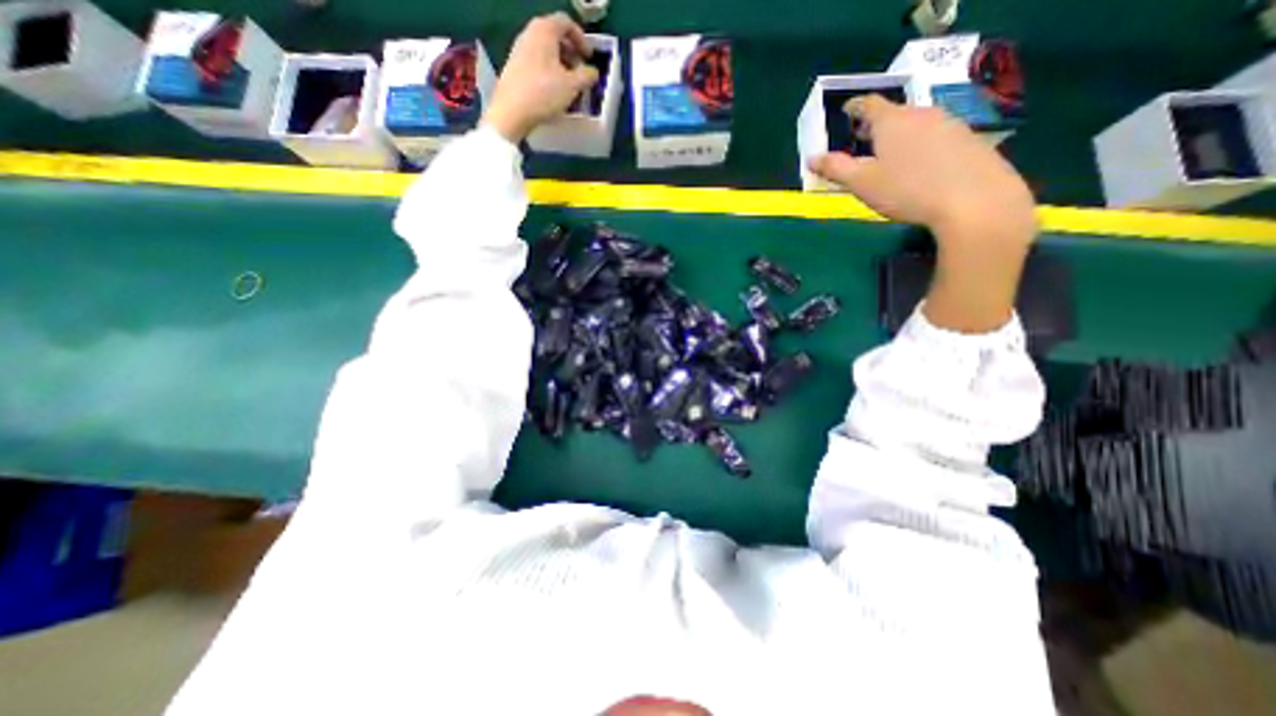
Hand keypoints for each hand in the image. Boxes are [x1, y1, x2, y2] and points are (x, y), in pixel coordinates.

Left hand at [482, 11, 601, 143]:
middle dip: (571, 53)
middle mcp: (530, 34)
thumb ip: (587, 76)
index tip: (589, 57)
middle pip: (555, 36)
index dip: (581, 39)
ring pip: (546, 52)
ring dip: (561, 65)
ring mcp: (520, 50)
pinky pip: (537, 63)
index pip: (566, 23)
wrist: (511, 111)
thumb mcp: (572, 86)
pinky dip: (550, 72)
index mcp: (544, 30)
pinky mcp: (514, 68)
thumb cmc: (543, 93)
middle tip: (581, 72)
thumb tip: (593, 73)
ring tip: (570, 86)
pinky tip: (555, 92)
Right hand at [813, 96, 1041, 335]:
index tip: (846, 110)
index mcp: (892, 122)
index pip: (869, 105)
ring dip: (898, 135)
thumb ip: (835, 168)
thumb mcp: (862, 183)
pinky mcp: (968, 140)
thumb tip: (812, 158)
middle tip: (862, 138)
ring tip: (888, 153)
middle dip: (875, 125)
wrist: (974, 200)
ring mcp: (949, 125)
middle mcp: (922, 115)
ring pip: (916, 124)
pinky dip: (919, 145)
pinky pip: (935, 136)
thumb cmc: (907, 190)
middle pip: (894, 113)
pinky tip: (919, 166)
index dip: (855, 107)